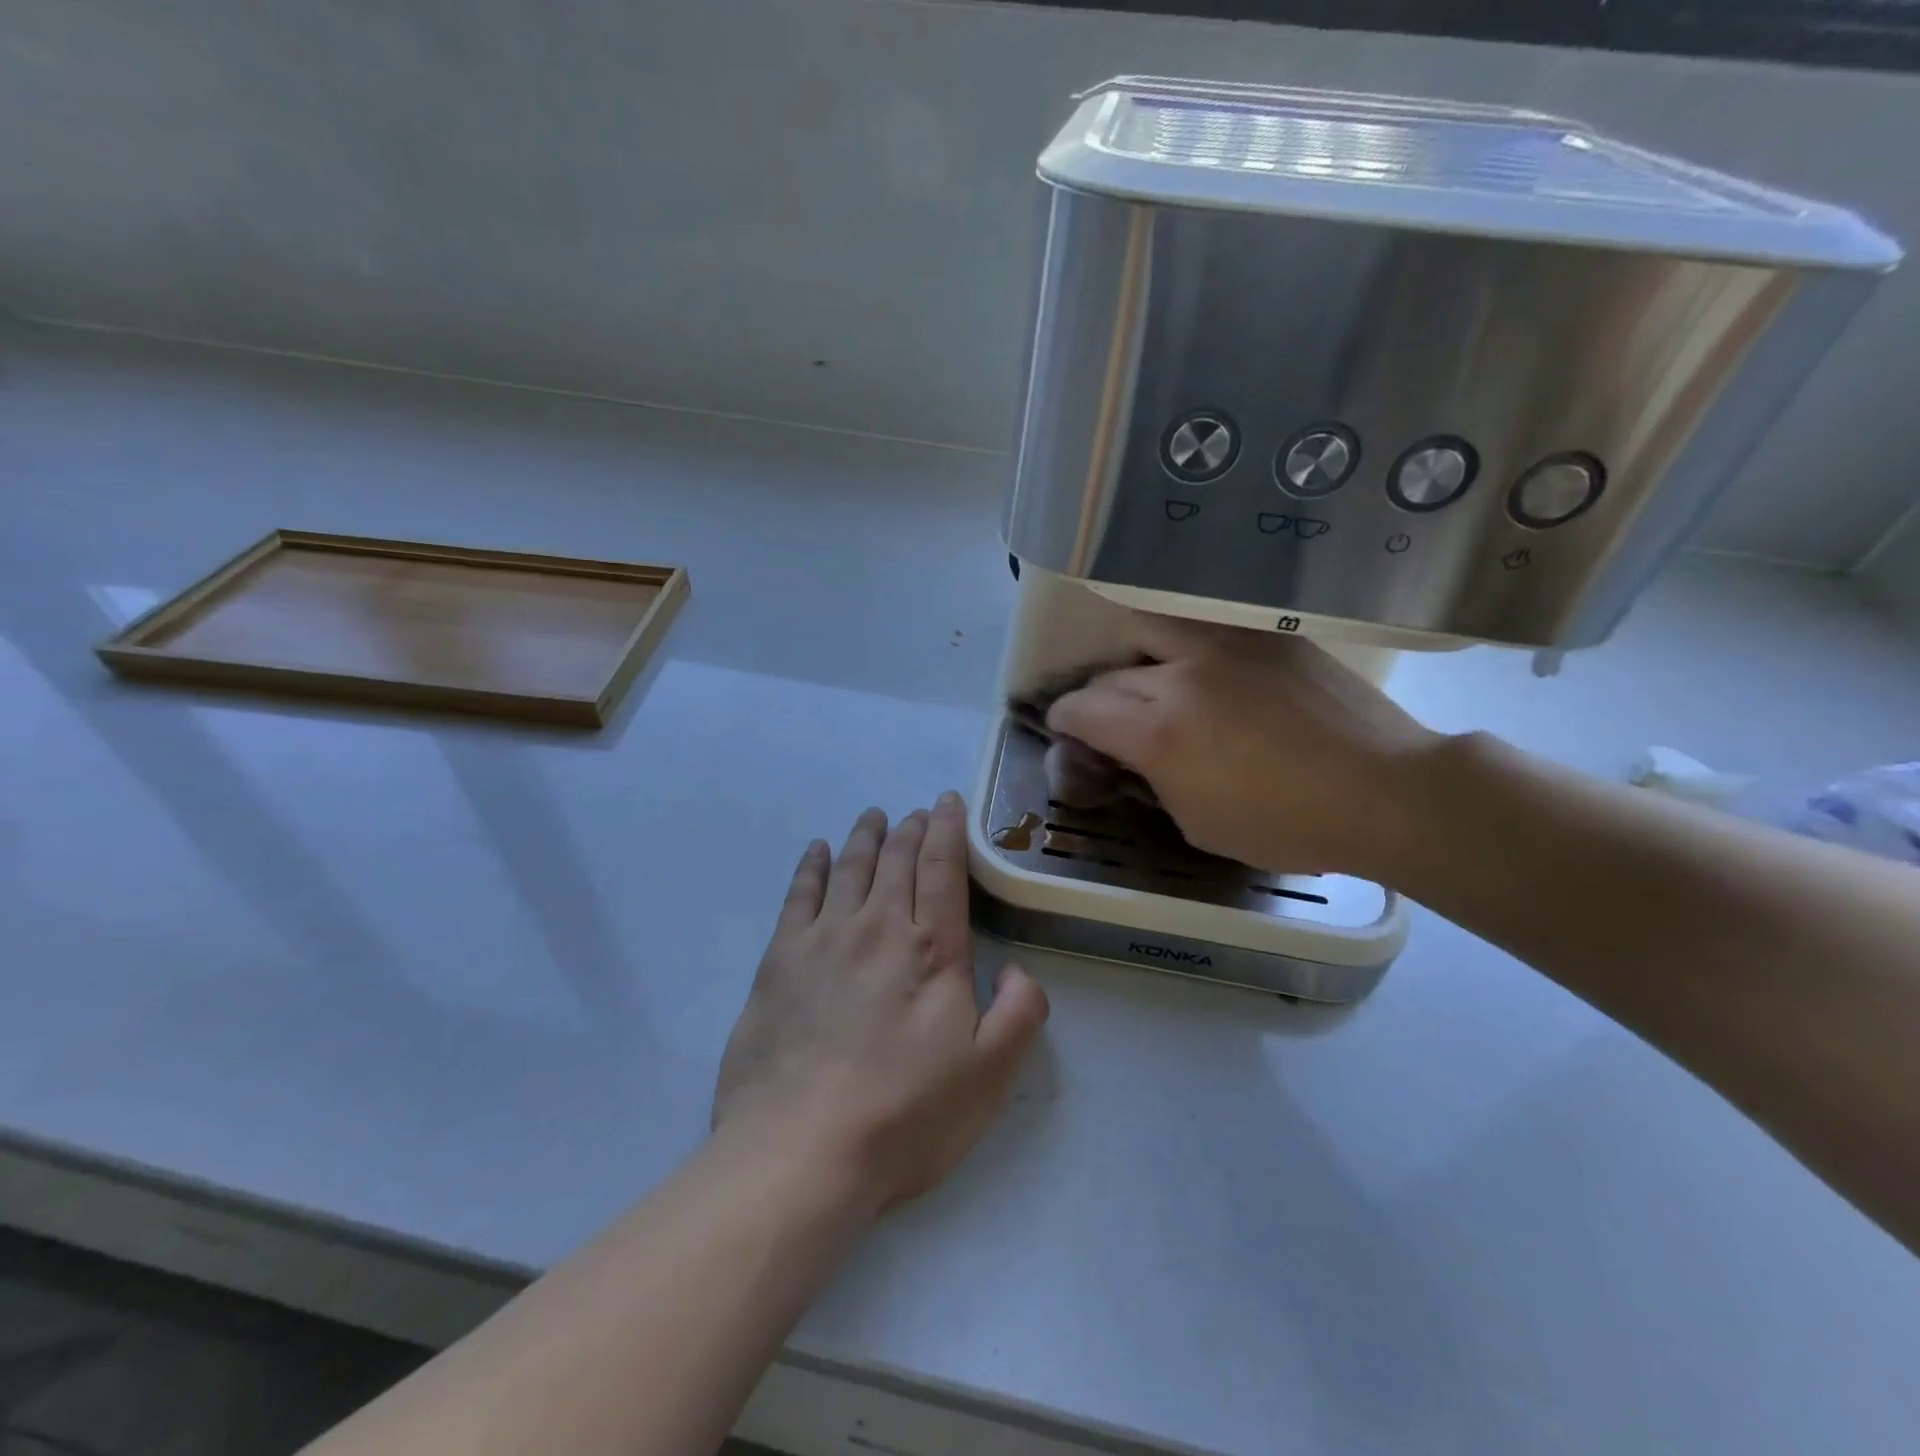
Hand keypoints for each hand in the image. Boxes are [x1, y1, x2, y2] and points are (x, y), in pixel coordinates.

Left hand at [713, 794, 1049, 1212]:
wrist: (800, 1151)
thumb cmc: (904, 1116)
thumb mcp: (990, 1075)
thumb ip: (1020, 1012)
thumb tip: (1017, 968)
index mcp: (932, 948)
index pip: (942, 867)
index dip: (947, 828)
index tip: (946, 802)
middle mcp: (879, 926)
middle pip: (896, 859)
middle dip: (910, 828)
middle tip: (916, 812)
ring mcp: (824, 938)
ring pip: (850, 867)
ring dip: (865, 836)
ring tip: (873, 816)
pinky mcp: (780, 960)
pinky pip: (799, 895)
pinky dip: (812, 865)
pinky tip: (818, 850)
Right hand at [1045, 614, 1441, 878]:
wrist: (1385, 791)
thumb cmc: (1287, 825)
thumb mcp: (1199, 824)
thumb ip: (1153, 782)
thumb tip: (1134, 758)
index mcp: (1157, 733)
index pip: (1081, 708)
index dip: (1063, 719)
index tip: (1064, 727)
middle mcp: (1179, 677)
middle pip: (1110, 673)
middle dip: (1096, 697)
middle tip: (1108, 717)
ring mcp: (1224, 646)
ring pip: (1148, 628)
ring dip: (1133, 655)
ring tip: (1148, 677)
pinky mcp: (1264, 636)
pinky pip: (1202, 629)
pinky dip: (1182, 647)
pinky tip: (1201, 670)